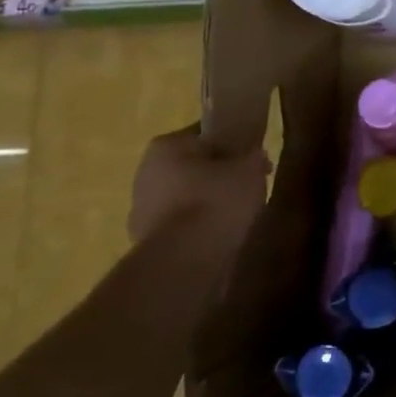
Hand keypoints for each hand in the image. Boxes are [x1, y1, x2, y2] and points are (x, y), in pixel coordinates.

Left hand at [128, 124, 267, 252]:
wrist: (185, 261)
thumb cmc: (216, 201)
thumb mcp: (250, 170)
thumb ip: (254, 157)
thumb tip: (254, 156)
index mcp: (166, 146)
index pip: (204, 135)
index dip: (232, 144)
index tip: (251, 157)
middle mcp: (145, 173)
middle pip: (191, 168)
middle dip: (217, 176)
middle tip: (247, 187)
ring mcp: (140, 210)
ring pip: (184, 199)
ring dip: (206, 205)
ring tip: (238, 216)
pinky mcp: (145, 242)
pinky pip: (180, 227)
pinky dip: (198, 230)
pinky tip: (220, 238)